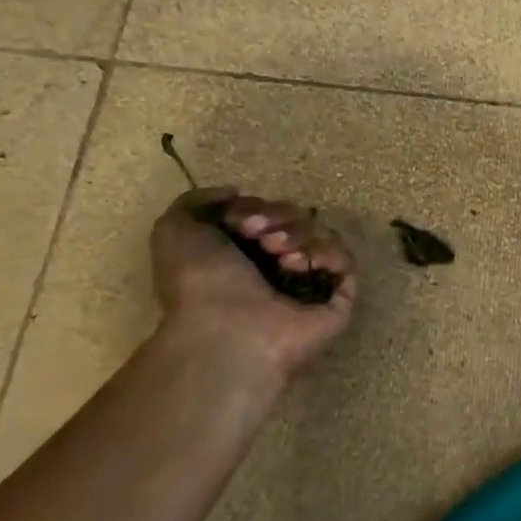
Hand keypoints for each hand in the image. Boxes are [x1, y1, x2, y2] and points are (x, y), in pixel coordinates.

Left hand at [150, 188, 357, 380]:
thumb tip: (236, 192)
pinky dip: (327, 254)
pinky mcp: (339, 299)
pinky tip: (303, 264)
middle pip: (299, 219)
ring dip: (301, 235)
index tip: (241, 221)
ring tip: (280, 255)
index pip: (269, 213)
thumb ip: (198, 200)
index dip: (258, 208)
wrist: (228, 329)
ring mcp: (310, 284)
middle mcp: (278, 267)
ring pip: (323, 236)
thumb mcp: (175, 230)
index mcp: (244, 254)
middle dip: (280, 219)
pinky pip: (345, 262)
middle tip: (261, 238)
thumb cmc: (198, 284)